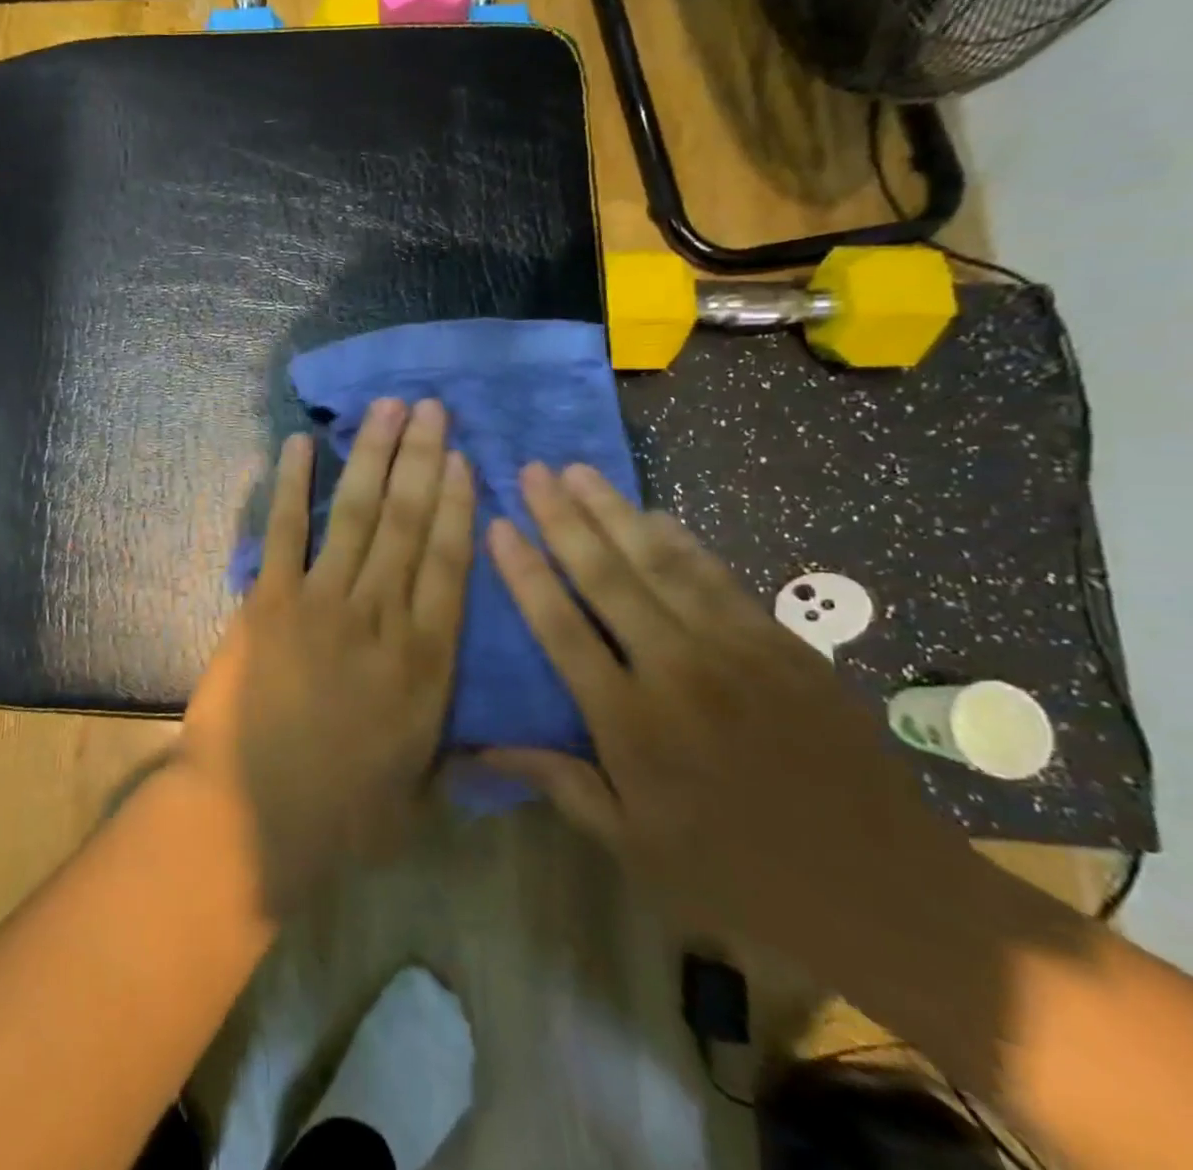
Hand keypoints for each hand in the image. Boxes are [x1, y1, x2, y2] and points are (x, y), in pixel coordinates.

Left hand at [178, 398, 475, 913]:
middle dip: (423, 460)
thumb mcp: (421, 794)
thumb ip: (458, 756)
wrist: (252, 819)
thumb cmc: (342, 816)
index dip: (460, 506)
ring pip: (358, 515)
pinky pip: (286, 531)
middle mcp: (382, 617)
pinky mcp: (269, 602)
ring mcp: (322, 603)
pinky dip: (293, 485)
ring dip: (373, 456)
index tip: (465, 459)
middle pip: (409, 523)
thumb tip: (496, 746)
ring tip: (387, 408)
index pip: (451, 563)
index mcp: (426, 662)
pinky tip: (301, 444)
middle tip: (432, 408)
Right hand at [485, 462, 979, 967]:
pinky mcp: (784, 646)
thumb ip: (557, 781)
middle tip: (532, 470)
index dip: (524, 572)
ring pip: (661, 563)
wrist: (886, 892)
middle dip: (562, 518)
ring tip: (579, 471)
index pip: (560, 626)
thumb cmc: (737, 873)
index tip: (497, 526)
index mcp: (631, 721)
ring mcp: (737, 651)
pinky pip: (719, 577)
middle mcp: (677, 669)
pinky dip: (682, 540)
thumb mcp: (633, 844)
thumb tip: (477, 750)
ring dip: (614, 512)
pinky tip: (654, 513)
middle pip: (606, 577)